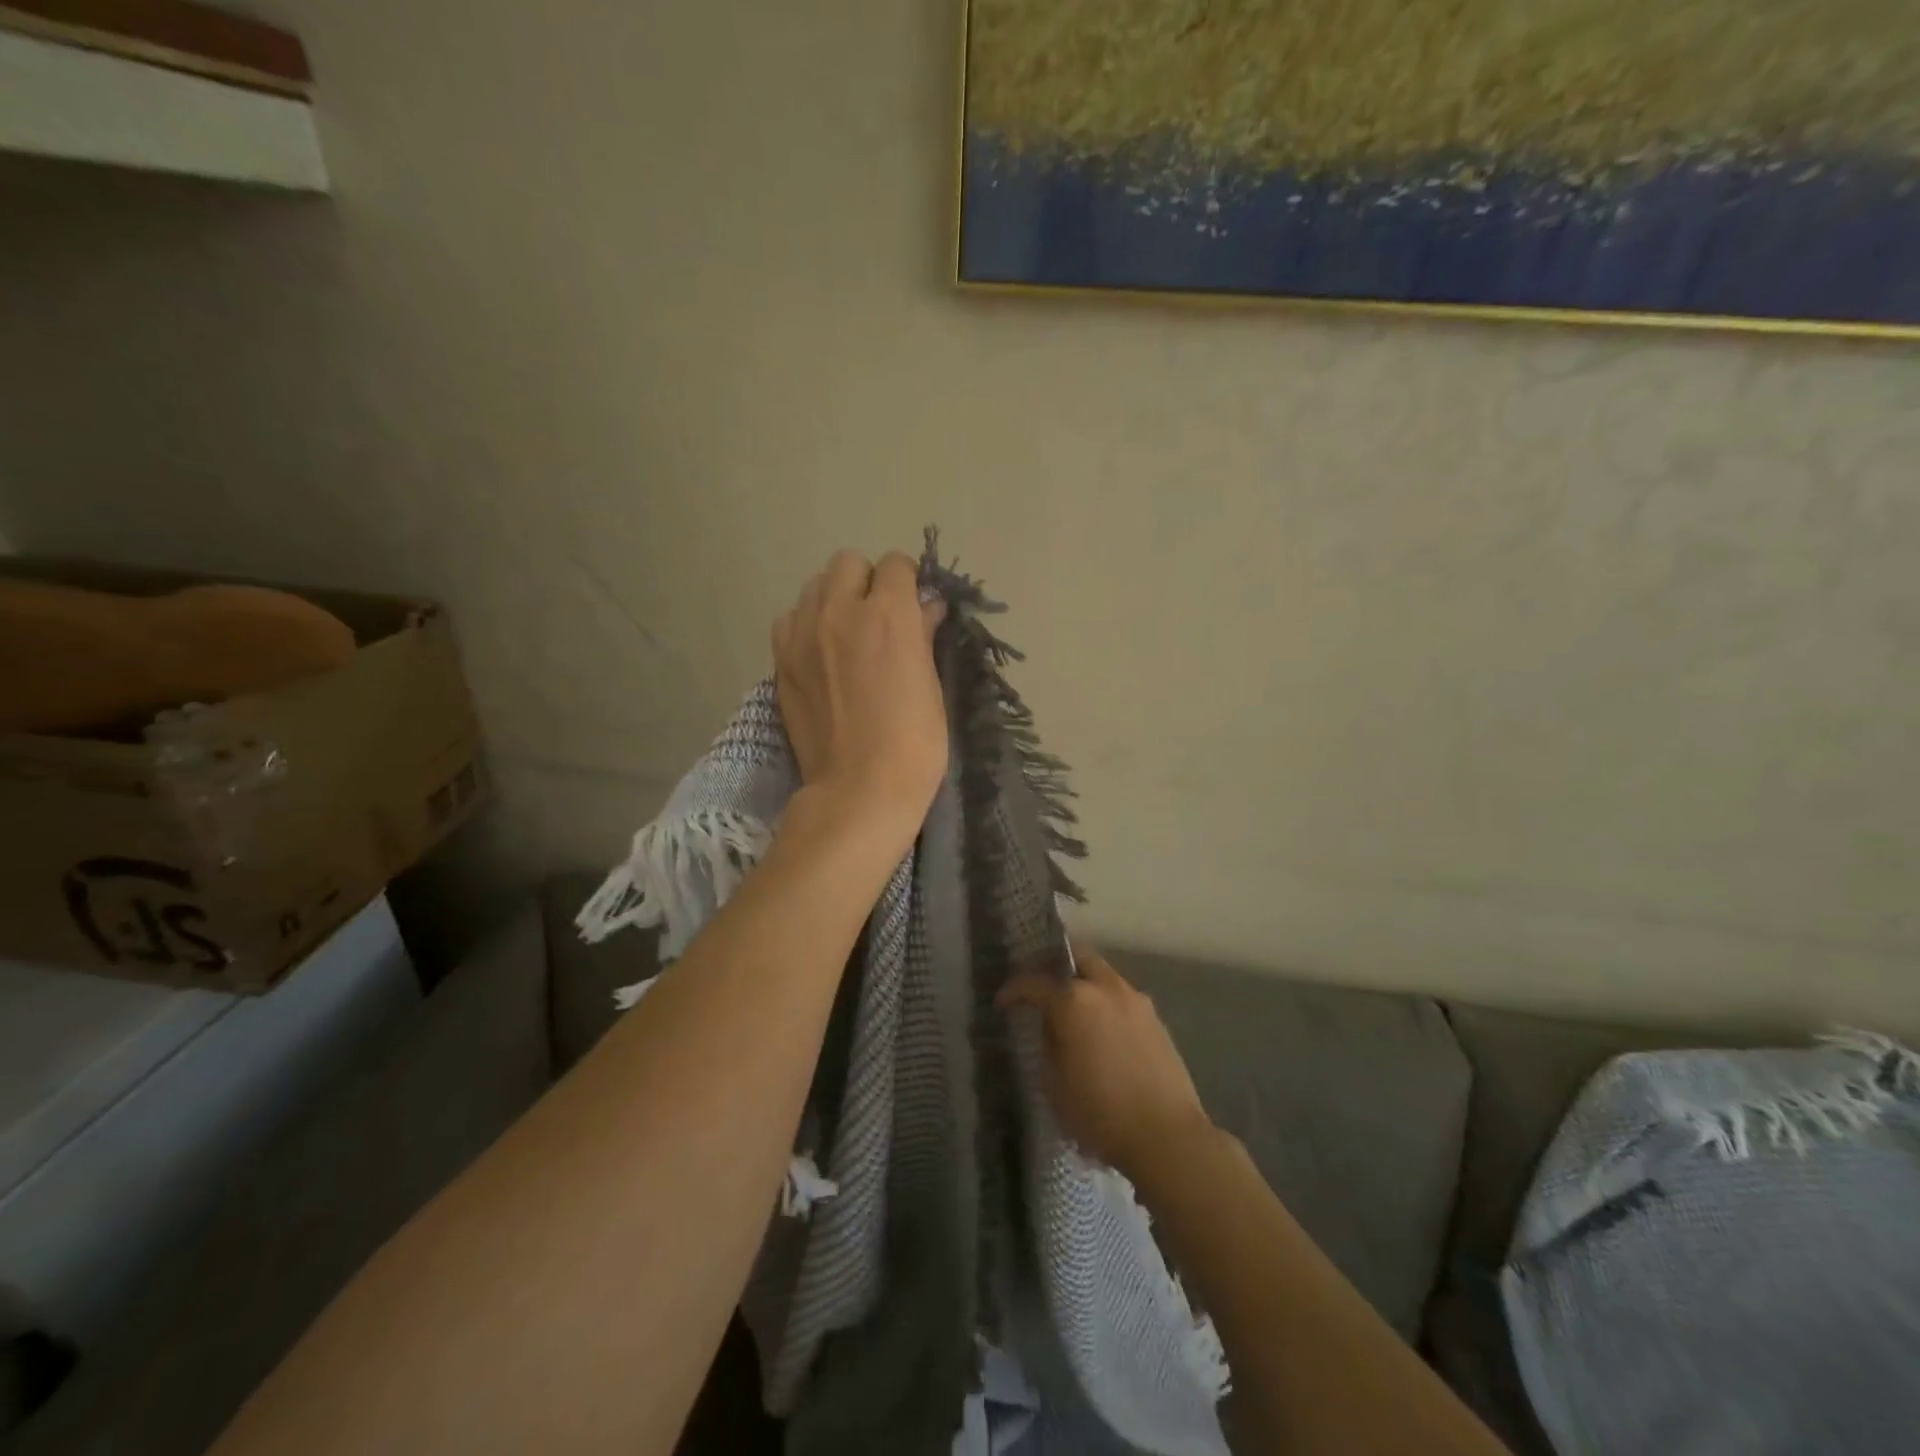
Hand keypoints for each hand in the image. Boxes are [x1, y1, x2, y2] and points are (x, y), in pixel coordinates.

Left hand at [773, 550, 947, 849]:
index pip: (895, 564)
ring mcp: (803, 634)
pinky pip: (789, 618)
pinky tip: (819, 652)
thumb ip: (924, 635)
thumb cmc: (914, 744)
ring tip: (846, 633)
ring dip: (834, 598)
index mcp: (888, 614)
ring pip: (814, 586)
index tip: (914, 604)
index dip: (908, 581)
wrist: (859, 790)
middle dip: (867, 581)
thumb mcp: (932, 686)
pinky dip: (805, 624)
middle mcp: (840, 610)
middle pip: (848, 563)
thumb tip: (928, 606)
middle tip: (879, 617)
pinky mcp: (781, 659)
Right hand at [997, 945, 1213, 1186]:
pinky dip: (1107, 1005)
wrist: (1167, 1136)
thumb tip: (1053, 1028)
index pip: (1034, 982)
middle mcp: (1106, 989)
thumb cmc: (1100, 1113)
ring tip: (1074, 1012)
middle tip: (1042, 988)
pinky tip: (1103, 1032)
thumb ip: (1049, 1044)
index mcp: (1074, 1000)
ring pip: (1104, 976)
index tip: (1003, 1001)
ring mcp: (1136, 1001)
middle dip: (1056, 966)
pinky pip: (1123, 999)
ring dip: (1086, 985)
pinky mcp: (1157, 1020)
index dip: (1014, 989)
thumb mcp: (1055, 1084)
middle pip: (1078, 957)